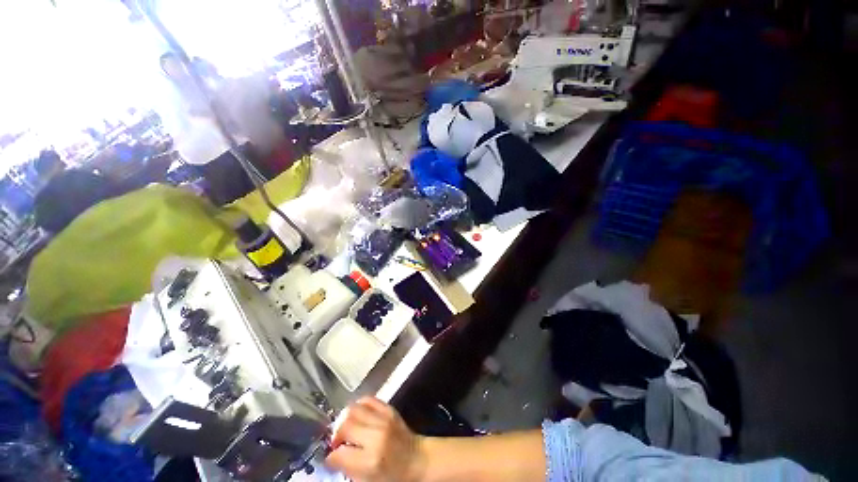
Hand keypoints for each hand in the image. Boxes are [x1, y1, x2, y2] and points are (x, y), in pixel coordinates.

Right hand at [325, 397, 425, 481]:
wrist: (417, 459)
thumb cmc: (393, 475)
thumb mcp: (368, 480)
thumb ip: (348, 468)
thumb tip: (332, 457)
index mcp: (370, 460)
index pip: (338, 454)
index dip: (331, 457)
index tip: (331, 458)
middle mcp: (376, 436)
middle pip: (344, 426)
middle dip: (336, 435)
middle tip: (338, 442)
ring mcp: (383, 419)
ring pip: (353, 409)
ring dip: (345, 419)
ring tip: (347, 429)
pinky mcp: (389, 408)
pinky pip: (367, 399)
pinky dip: (358, 406)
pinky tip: (358, 416)